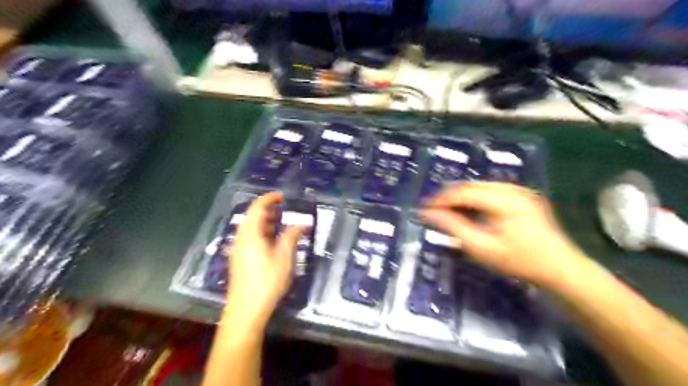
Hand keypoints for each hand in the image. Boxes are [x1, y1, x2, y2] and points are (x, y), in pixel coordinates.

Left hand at [228, 191, 300, 327]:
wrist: (246, 310)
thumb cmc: (267, 280)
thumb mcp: (284, 257)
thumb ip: (292, 236)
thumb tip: (302, 223)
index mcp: (250, 234)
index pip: (257, 208)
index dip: (269, 199)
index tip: (282, 196)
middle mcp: (241, 239)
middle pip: (252, 218)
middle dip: (268, 211)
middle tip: (285, 211)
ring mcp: (238, 250)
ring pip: (251, 229)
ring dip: (266, 223)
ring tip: (282, 224)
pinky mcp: (240, 260)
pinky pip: (250, 239)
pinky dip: (262, 234)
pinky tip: (274, 242)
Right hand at [420, 183, 591, 287]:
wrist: (562, 269)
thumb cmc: (520, 261)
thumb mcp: (482, 247)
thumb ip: (453, 227)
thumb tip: (427, 214)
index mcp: (504, 199)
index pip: (463, 192)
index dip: (440, 199)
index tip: (423, 209)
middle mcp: (512, 188)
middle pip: (471, 186)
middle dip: (449, 197)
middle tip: (432, 211)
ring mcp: (519, 190)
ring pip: (479, 188)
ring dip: (461, 198)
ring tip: (447, 212)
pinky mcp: (522, 196)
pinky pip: (490, 192)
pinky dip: (475, 200)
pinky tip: (469, 212)